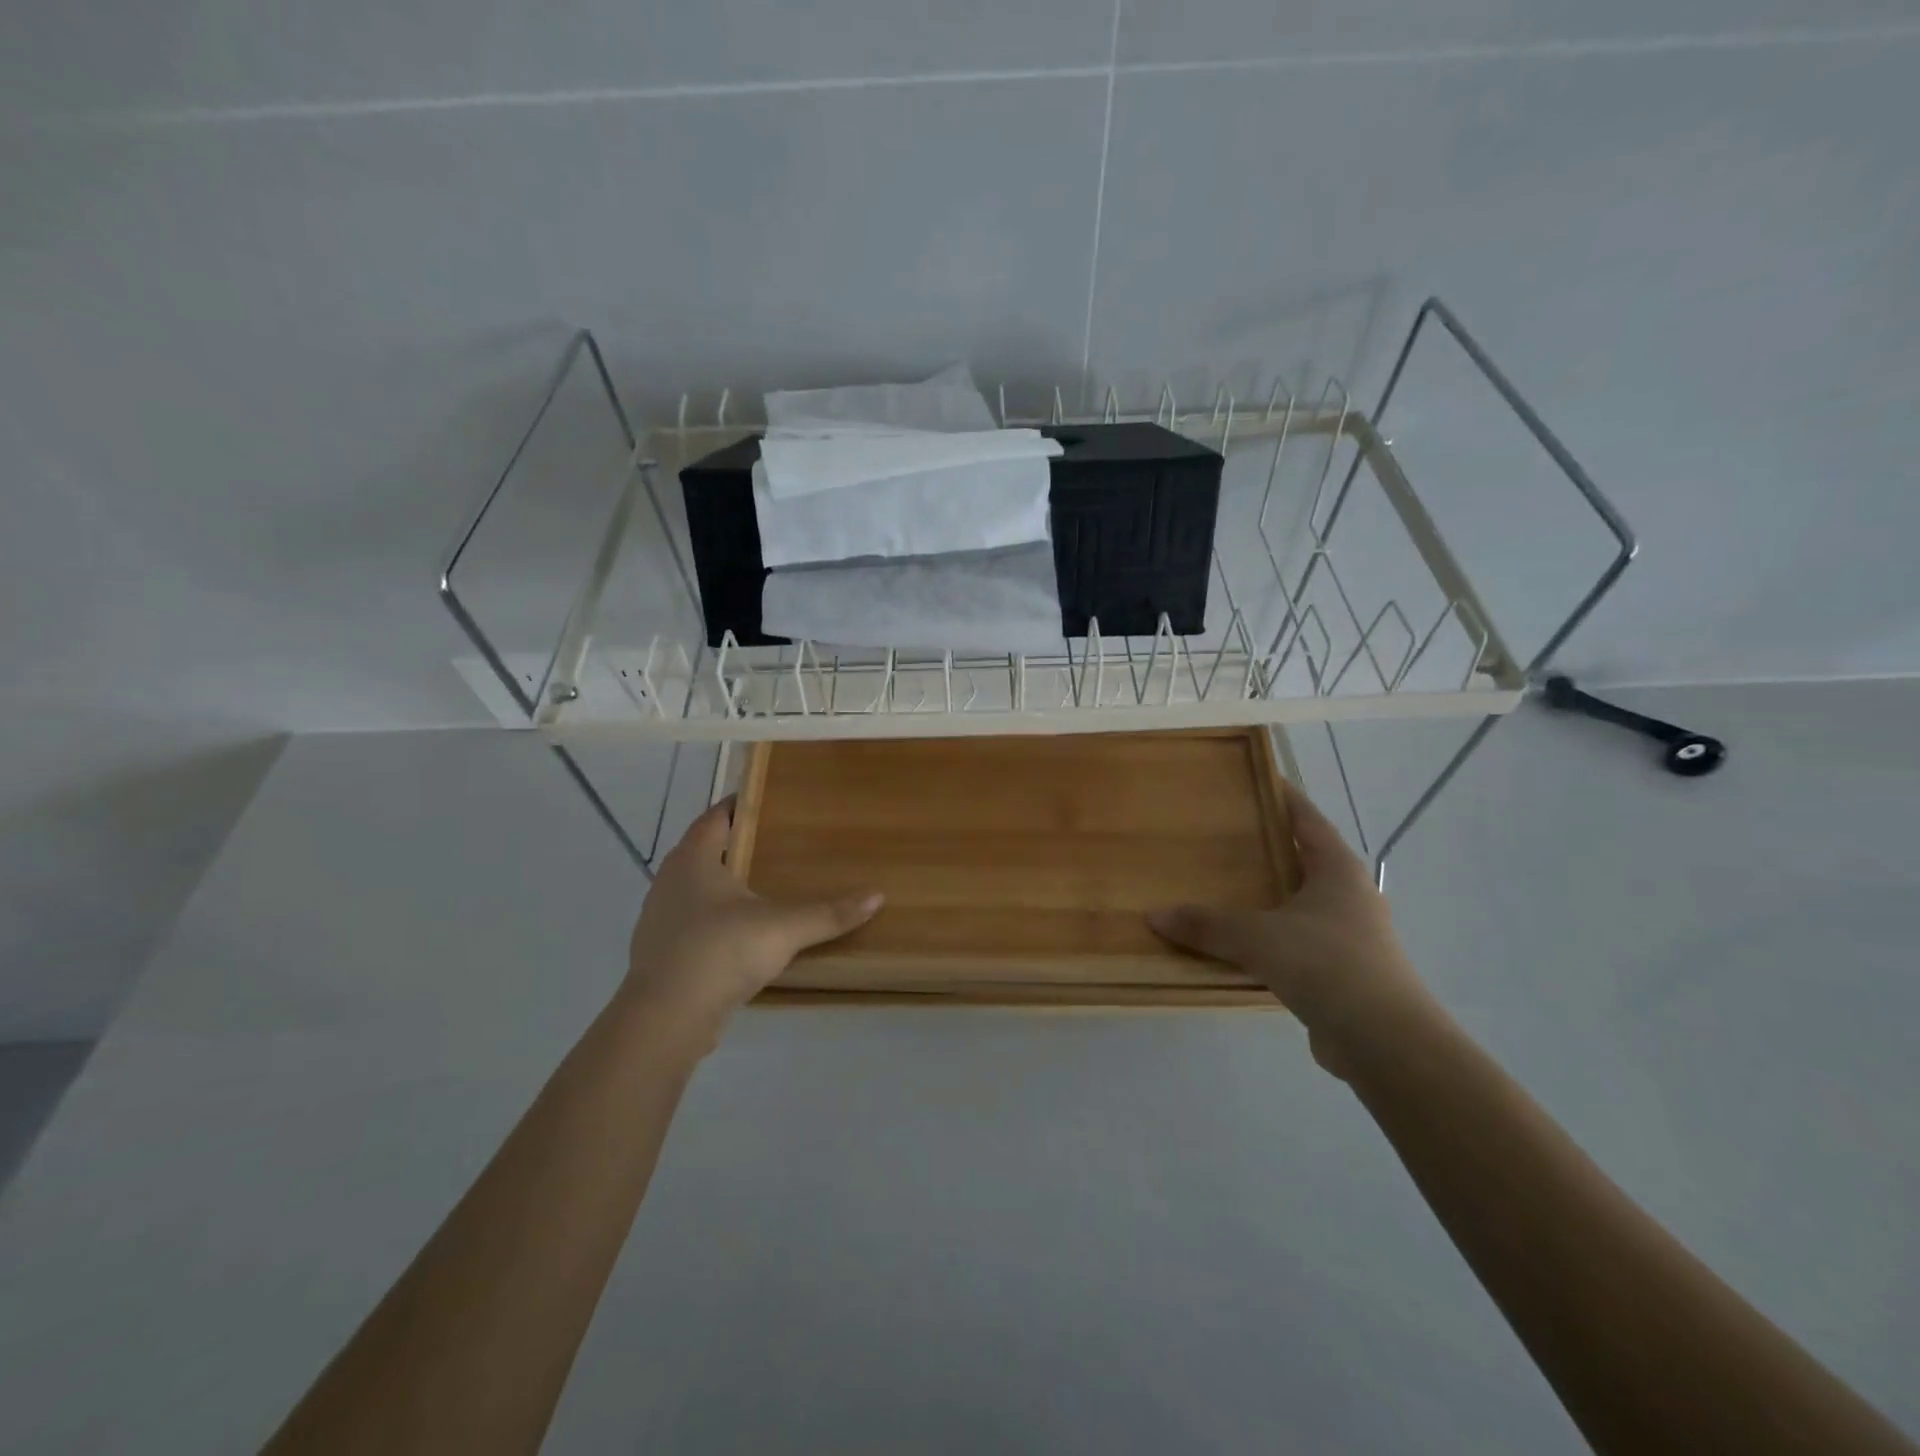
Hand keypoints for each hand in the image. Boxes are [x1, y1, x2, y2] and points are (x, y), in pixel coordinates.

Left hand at [622, 798, 881, 1043]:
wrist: (666, 1019)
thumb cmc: (721, 952)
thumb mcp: (784, 929)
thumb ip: (830, 913)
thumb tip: (877, 896)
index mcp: (693, 859)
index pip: (716, 816)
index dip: (740, 805)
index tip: (770, 801)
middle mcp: (670, 880)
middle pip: (705, 850)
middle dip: (738, 845)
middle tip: (779, 842)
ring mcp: (660, 918)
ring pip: (697, 888)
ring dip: (725, 884)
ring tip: (765, 886)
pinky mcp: (661, 952)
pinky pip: (693, 921)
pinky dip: (716, 918)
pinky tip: (742, 933)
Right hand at [1148, 778, 1435, 1077]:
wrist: (1384, 1041)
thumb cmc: (1326, 964)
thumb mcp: (1257, 938)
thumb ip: (1206, 925)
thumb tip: (1154, 915)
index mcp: (1337, 869)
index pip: (1306, 817)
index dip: (1281, 796)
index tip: (1251, 780)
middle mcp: (1348, 895)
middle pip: (1303, 858)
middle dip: (1266, 847)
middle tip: (1220, 835)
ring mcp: (1349, 935)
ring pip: (1299, 902)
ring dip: (1267, 896)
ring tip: (1221, 887)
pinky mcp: (1342, 971)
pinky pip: (1296, 941)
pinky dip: (1269, 937)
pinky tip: (1238, 944)